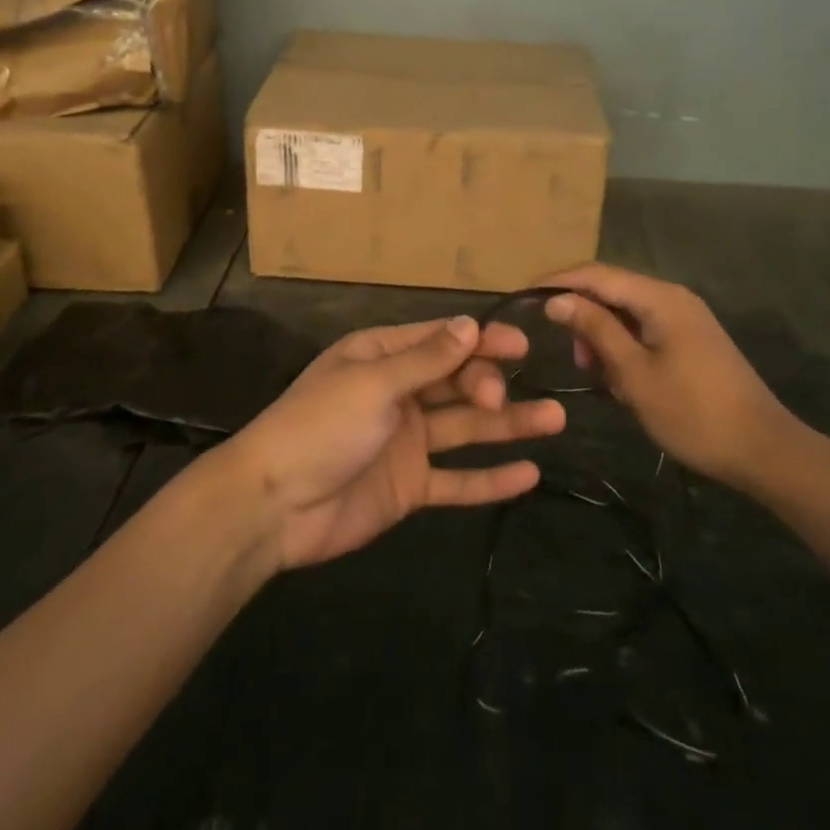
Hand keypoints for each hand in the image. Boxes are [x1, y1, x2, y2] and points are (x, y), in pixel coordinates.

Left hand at [220, 316, 566, 569]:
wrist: (274, 505)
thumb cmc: (321, 426)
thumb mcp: (373, 384)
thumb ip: (426, 360)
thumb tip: (471, 324)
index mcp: (382, 357)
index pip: (441, 341)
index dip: (481, 341)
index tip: (521, 346)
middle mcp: (398, 393)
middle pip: (456, 381)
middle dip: (487, 383)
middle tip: (502, 398)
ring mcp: (406, 441)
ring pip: (465, 428)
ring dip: (508, 424)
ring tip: (555, 420)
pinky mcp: (409, 486)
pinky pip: (457, 480)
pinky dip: (490, 478)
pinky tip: (529, 475)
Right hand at [540, 263, 811, 491]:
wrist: (765, 450)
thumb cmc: (693, 413)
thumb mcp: (634, 373)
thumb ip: (594, 329)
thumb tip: (556, 299)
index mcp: (659, 298)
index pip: (595, 274)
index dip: (557, 281)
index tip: (523, 297)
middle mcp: (672, 296)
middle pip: (611, 289)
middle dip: (581, 314)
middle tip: (570, 355)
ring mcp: (685, 317)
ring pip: (626, 311)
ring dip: (602, 335)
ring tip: (594, 373)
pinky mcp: (691, 338)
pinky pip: (644, 328)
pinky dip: (623, 345)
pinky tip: (619, 378)